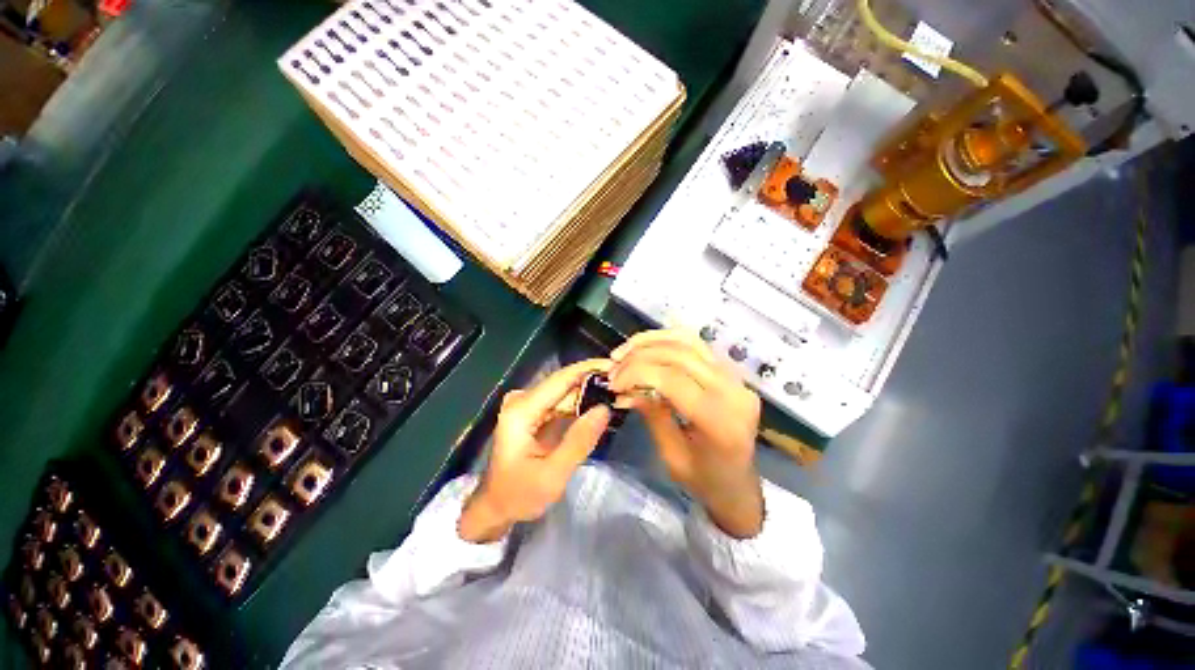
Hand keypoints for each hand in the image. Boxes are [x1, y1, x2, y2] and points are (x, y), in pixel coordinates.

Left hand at [458, 360, 612, 542]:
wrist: (496, 506)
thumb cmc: (519, 495)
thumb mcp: (552, 475)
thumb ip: (579, 441)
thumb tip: (605, 408)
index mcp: (521, 411)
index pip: (560, 379)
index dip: (589, 369)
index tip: (616, 365)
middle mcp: (522, 400)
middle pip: (563, 382)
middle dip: (593, 380)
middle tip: (624, 381)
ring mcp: (527, 405)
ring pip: (565, 391)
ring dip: (590, 391)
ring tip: (617, 390)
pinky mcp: (534, 412)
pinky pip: (562, 401)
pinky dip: (581, 402)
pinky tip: (600, 403)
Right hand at [608, 330, 763, 537]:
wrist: (739, 485)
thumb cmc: (704, 480)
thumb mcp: (671, 455)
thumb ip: (651, 414)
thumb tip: (625, 387)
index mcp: (719, 421)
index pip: (672, 378)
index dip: (637, 373)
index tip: (613, 382)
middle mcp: (733, 391)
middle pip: (679, 354)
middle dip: (639, 356)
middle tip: (614, 367)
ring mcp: (736, 377)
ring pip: (688, 341)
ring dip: (651, 341)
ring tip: (625, 351)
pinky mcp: (731, 372)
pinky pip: (696, 344)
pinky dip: (667, 340)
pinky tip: (647, 347)